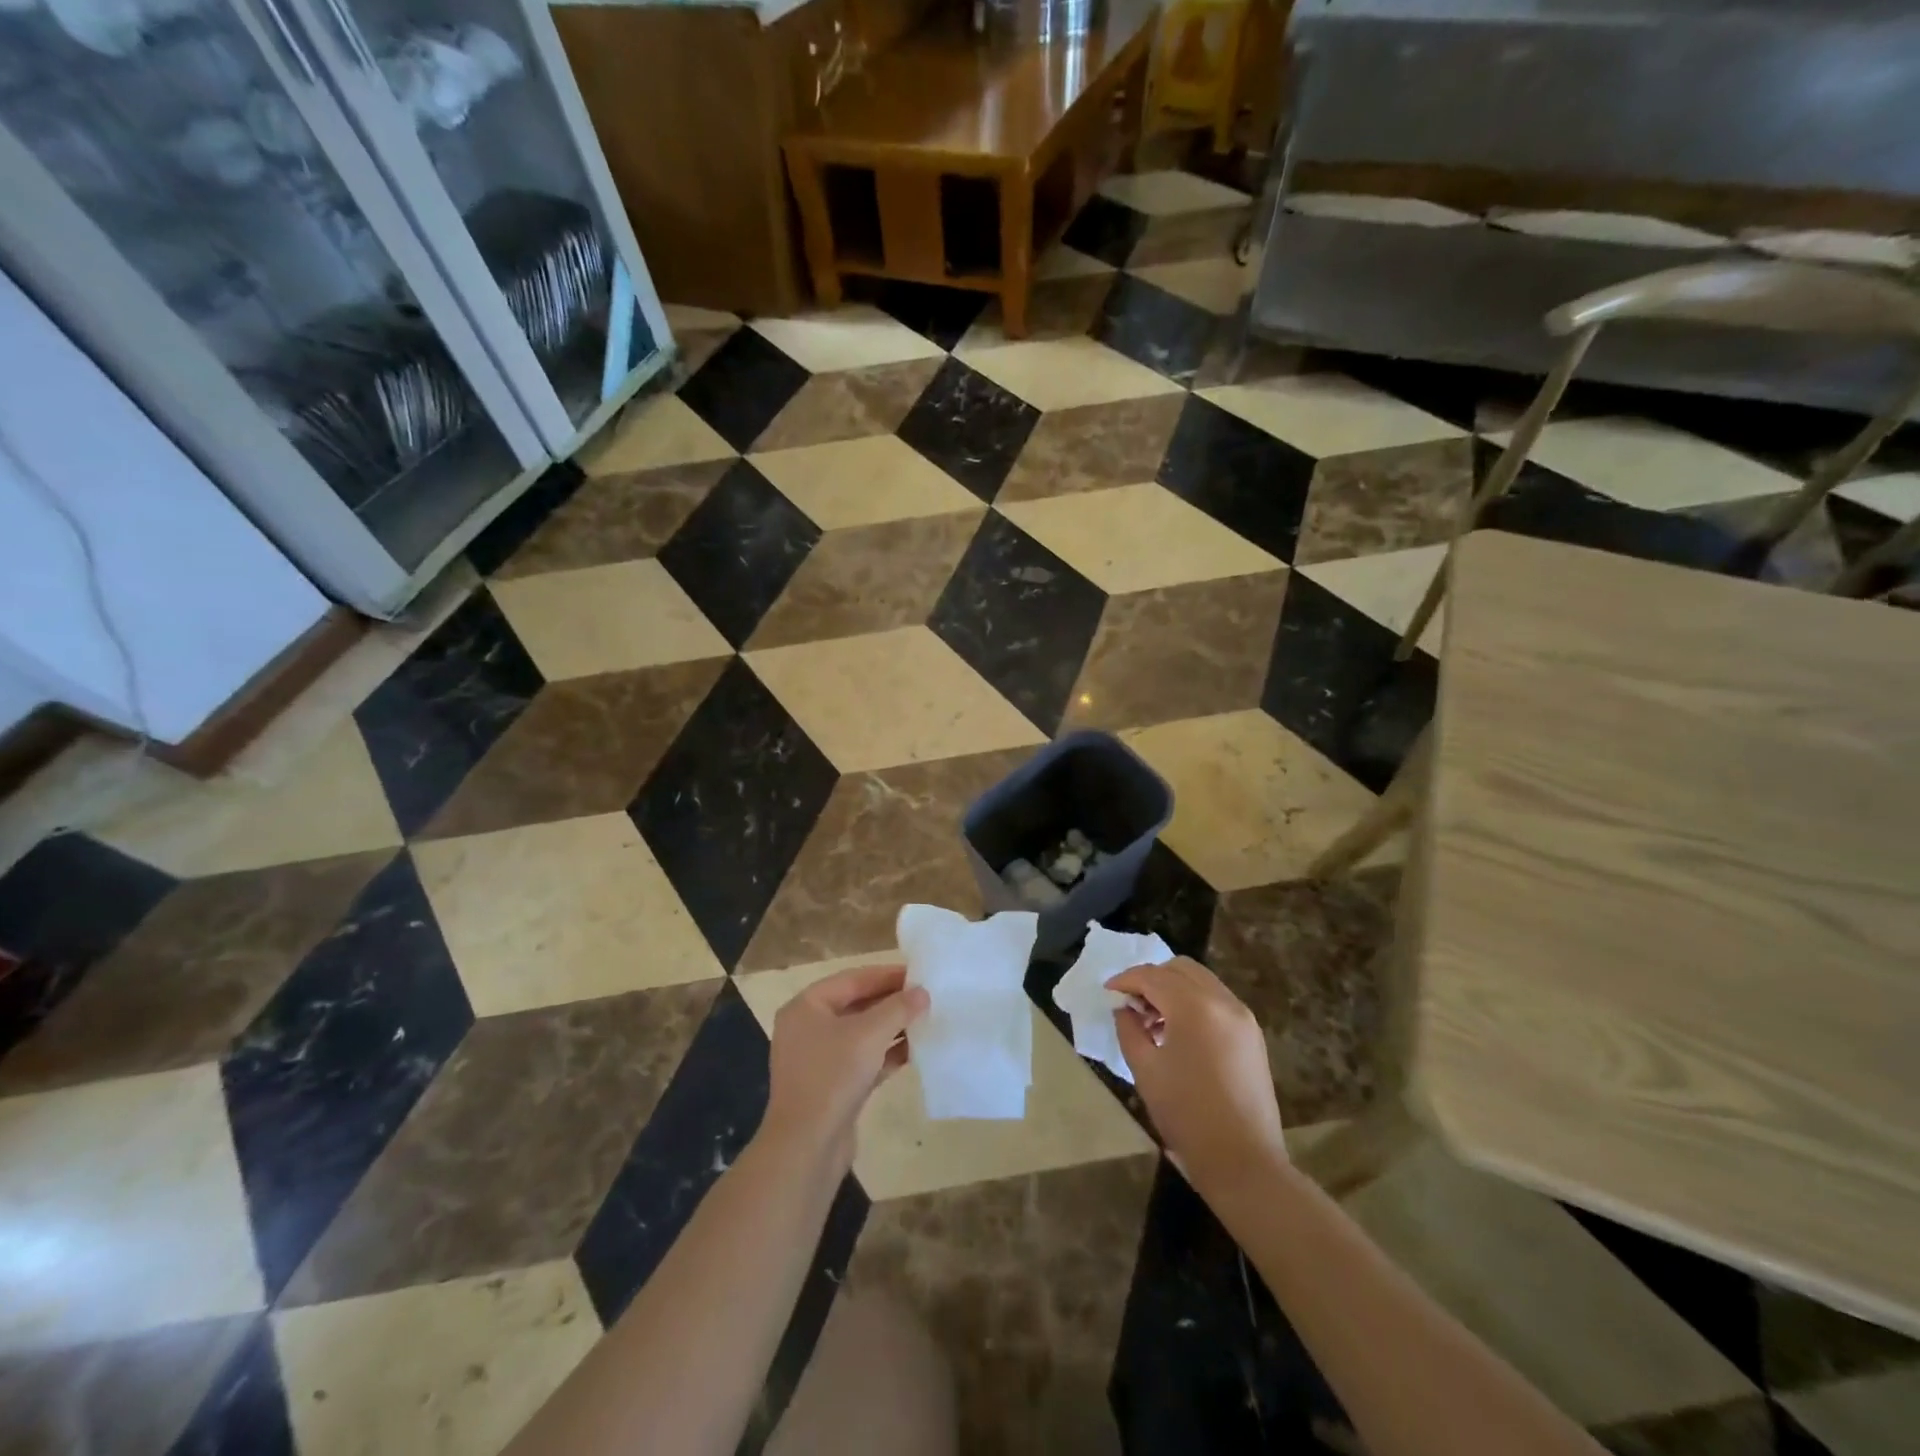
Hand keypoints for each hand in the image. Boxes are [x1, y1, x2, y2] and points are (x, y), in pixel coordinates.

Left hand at [761, 962, 928, 1171]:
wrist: (807, 1147)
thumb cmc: (833, 1076)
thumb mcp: (870, 1034)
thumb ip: (898, 1008)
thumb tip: (922, 993)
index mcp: (806, 1006)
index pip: (852, 979)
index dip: (886, 975)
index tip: (919, 974)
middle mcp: (808, 1028)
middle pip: (856, 1005)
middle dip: (891, 1002)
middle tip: (926, 997)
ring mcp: (819, 1059)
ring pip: (861, 1034)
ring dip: (892, 1028)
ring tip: (925, 1021)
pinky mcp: (832, 1086)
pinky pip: (863, 1059)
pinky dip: (886, 1054)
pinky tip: (914, 1052)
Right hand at [1110, 957, 1286, 1194]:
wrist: (1242, 1160)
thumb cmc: (1186, 1114)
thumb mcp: (1145, 1069)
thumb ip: (1129, 1029)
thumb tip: (1124, 1008)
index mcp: (1194, 1007)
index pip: (1152, 976)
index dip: (1126, 980)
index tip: (1108, 992)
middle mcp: (1222, 1001)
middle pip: (1180, 969)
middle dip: (1152, 978)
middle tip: (1132, 1003)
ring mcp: (1242, 1016)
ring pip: (1201, 981)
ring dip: (1174, 989)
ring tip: (1154, 1021)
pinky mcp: (1252, 1034)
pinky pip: (1217, 1000)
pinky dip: (1194, 1003)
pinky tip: (1179, 1033)